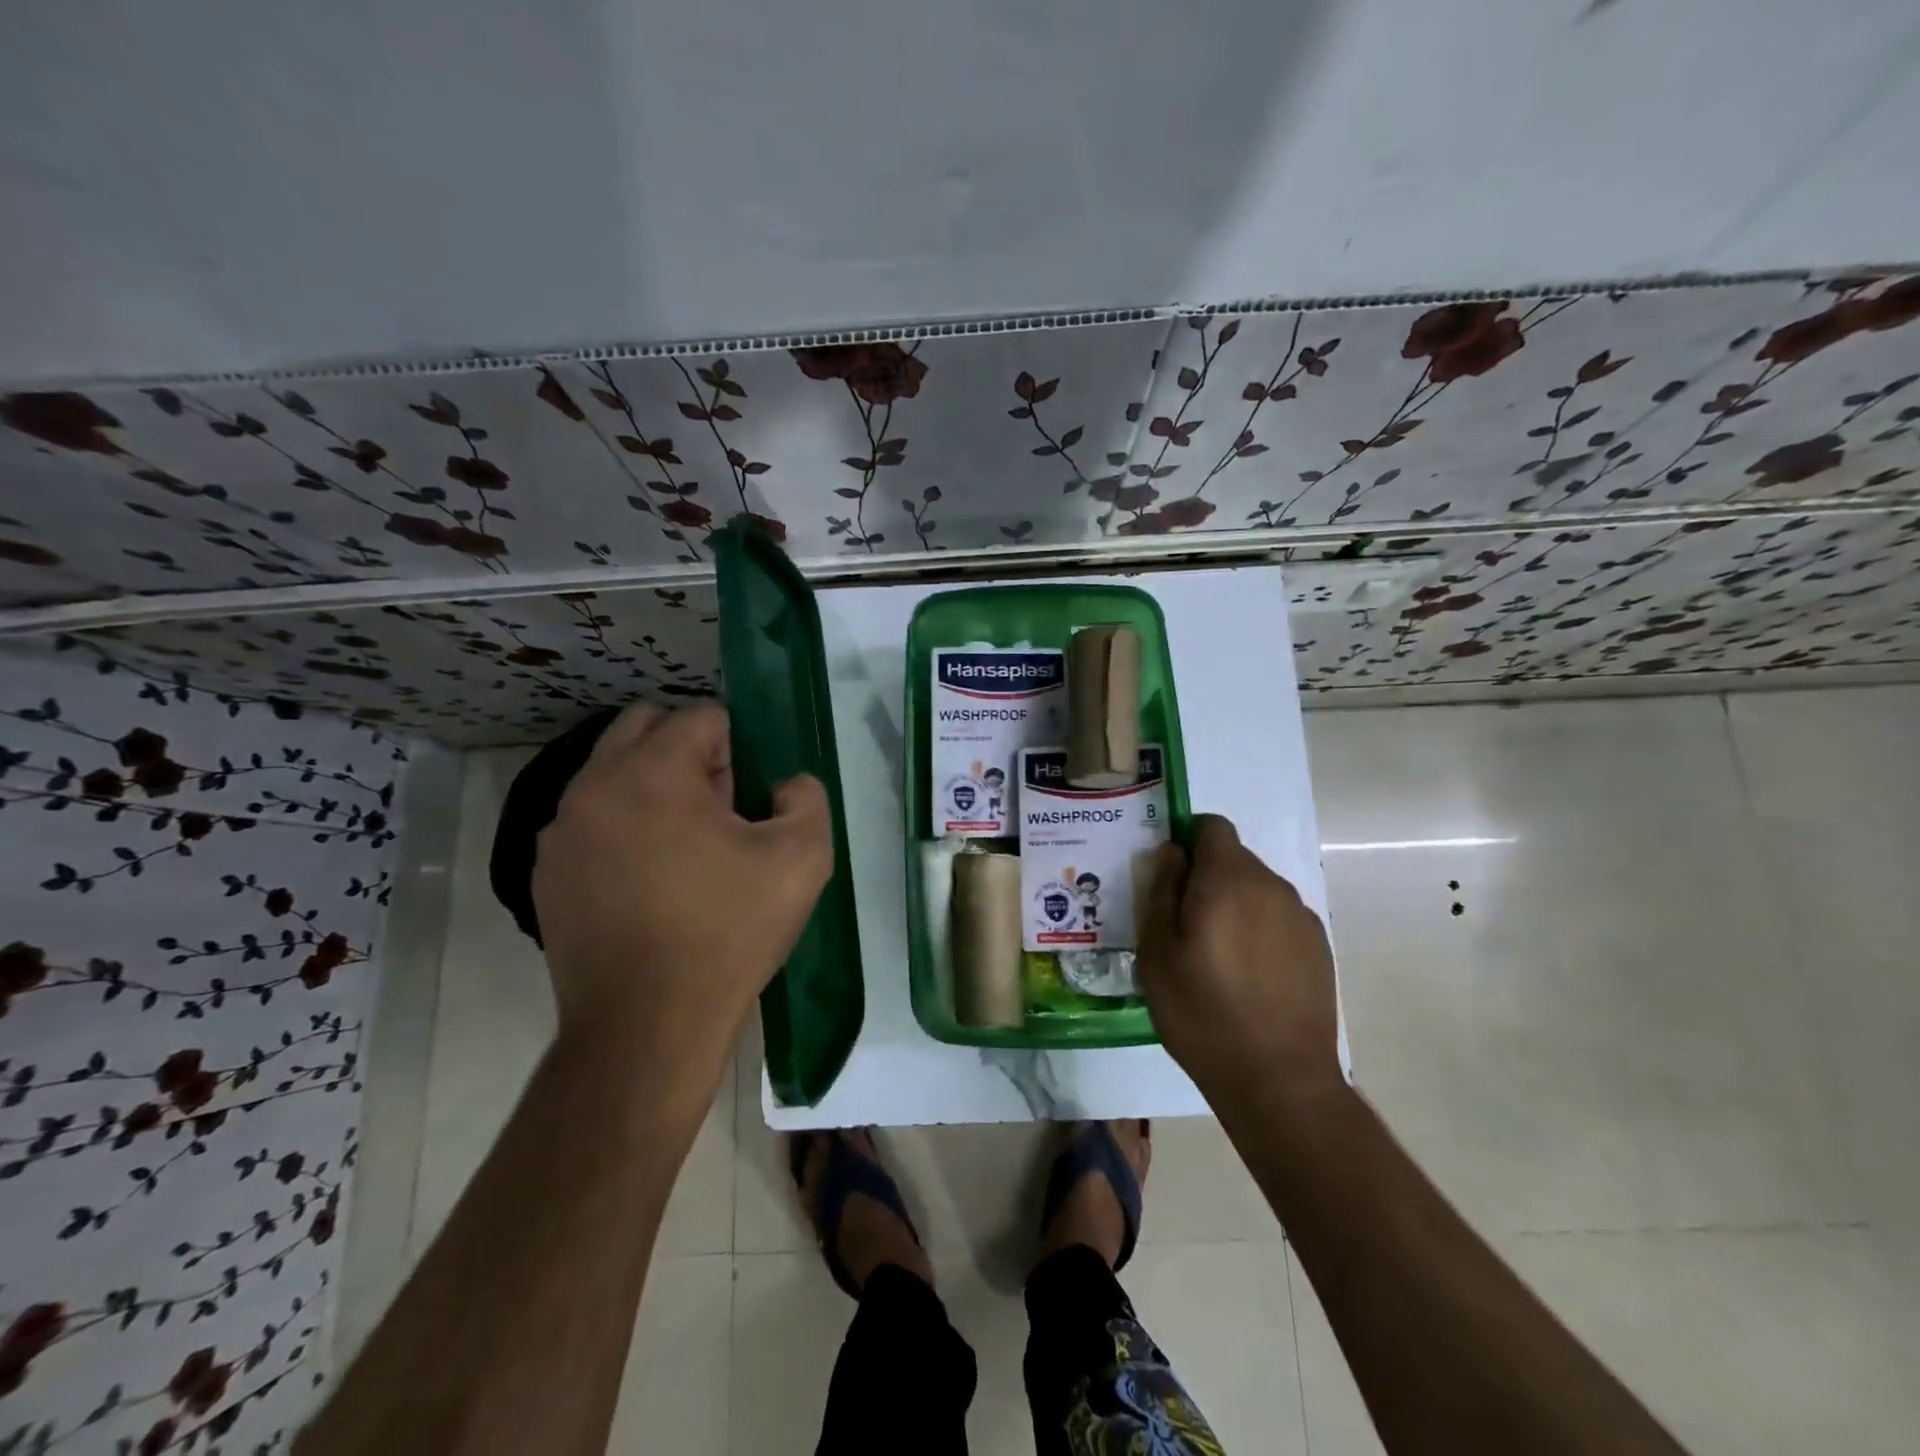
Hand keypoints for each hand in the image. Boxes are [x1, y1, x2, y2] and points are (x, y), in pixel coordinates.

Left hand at [531, 703, 832, 1096]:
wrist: (647, 1027)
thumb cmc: (729, 933)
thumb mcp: (802, 858)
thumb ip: (806, 798)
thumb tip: (783, 785)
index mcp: (652, 773)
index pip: (700, 715)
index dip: (737, 747)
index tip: (748, 797)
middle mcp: (593, 786)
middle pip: (644, 726)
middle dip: (688, 750)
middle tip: (721, 808)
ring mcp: (560, 832)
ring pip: (613, 772)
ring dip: (654, 787)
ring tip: (687, 849)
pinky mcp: (547, 873)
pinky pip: (592, 820)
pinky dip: (623, 826)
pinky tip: (650, 882)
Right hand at [1137, 815, 1341, 1109]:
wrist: (1279, 1080)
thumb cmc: (1202, 1012)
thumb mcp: (1157, 952)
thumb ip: (1161, 890)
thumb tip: (1172, 852)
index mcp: (1228, 879)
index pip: (1212, 826)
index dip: (1187, 839)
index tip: (1170, 876)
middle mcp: (1271, 886)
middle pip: (1234, 858)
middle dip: (1206, 878)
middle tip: (1183, 925)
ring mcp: (1301, 917)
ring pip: (1257, 890)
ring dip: (1233, 905)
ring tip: (1215, 957)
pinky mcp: (1318, 947)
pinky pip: (1278, 919)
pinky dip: (1259, 931)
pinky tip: (1248, 976)